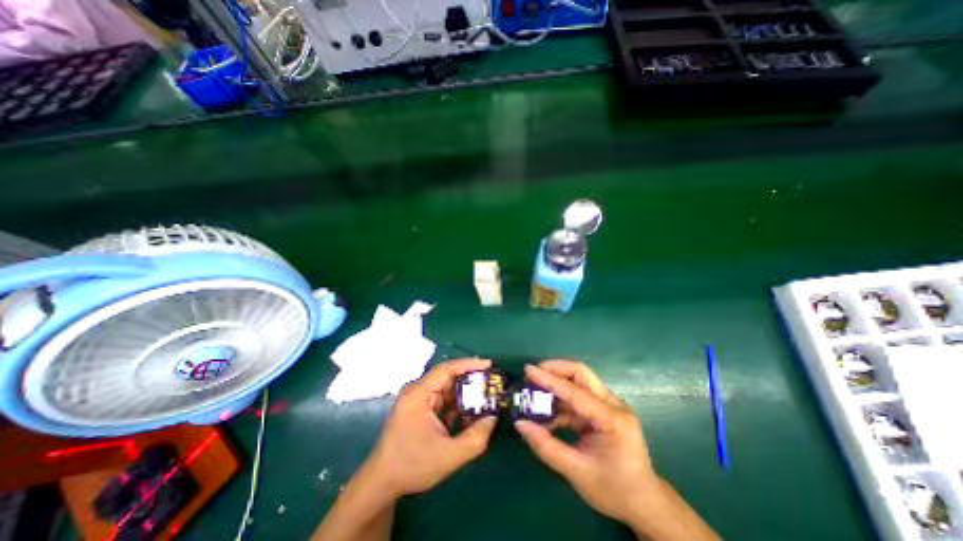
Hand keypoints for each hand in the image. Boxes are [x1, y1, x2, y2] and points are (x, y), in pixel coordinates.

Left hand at [358, 359, 495, 497]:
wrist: (382, 482)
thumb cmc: (412, 466)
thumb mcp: (448, 456)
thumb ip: (475, 438)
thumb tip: (492, 418)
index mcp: (418, 394)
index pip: (446, 369)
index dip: (469, 364)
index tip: (489, 364)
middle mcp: (416, 390)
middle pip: (447, 377)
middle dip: (470, 380)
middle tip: (491, 384)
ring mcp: (416, 398)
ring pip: (446, 388)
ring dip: (463, 395)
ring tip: (484, 400)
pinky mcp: (418, 406)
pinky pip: (441, 398)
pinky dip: (455, 404)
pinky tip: (467, 415)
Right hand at [511, 360, 662, 525]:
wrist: (644, 504)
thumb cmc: (614, 490)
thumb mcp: (576, 472)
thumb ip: (546, 446)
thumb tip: (520, 424)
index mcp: (612, 418)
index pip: (575, 391)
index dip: (549, 379)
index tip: (528, 369)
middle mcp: (613, 405)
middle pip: (581, 374)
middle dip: (555, 369)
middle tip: (534, 373)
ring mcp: (610, 406)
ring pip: (579, 383)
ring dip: (557, 384)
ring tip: (535, 391)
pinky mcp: (603, 411)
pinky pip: (579, 398)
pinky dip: (561, 401)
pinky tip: (547, 413)